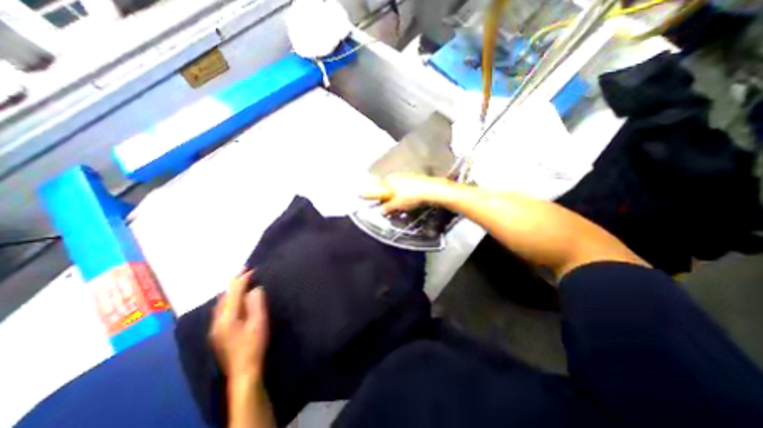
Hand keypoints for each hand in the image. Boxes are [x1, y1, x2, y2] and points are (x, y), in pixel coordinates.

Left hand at [207, 271, 268, 380]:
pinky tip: (236, 300)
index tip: (252, 269)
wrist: (244, 371)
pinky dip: (229, 300)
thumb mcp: (259, 322)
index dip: (242, 279)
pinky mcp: (218, 333)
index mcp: (227, 317)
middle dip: (235, 283)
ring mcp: (215, 328)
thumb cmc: (254, 345)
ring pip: (221, 303)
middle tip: (246, 272)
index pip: (233, 292)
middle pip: (224, 296)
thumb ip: (256, 303)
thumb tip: (255, 288)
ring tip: (242, 283)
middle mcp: (216, 321)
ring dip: (231, 291)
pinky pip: (222, 310)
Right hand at [362, 172, 448, 213]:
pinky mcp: (411, 177)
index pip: (374, 187)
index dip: (368, 192)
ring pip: (393, 184)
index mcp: (388, 182)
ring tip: (396, 201)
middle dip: (382, 193)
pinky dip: (400, 190)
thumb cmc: (411, 197)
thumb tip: (381, 210)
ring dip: (392, 192)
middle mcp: (394, 176)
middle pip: (383, 185)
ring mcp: (403, 175)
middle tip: (383, 202)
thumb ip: (387, 208)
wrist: (430, 190)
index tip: (361, 194)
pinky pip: (401, 184)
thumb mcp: (397, 205)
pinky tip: (406, 196)